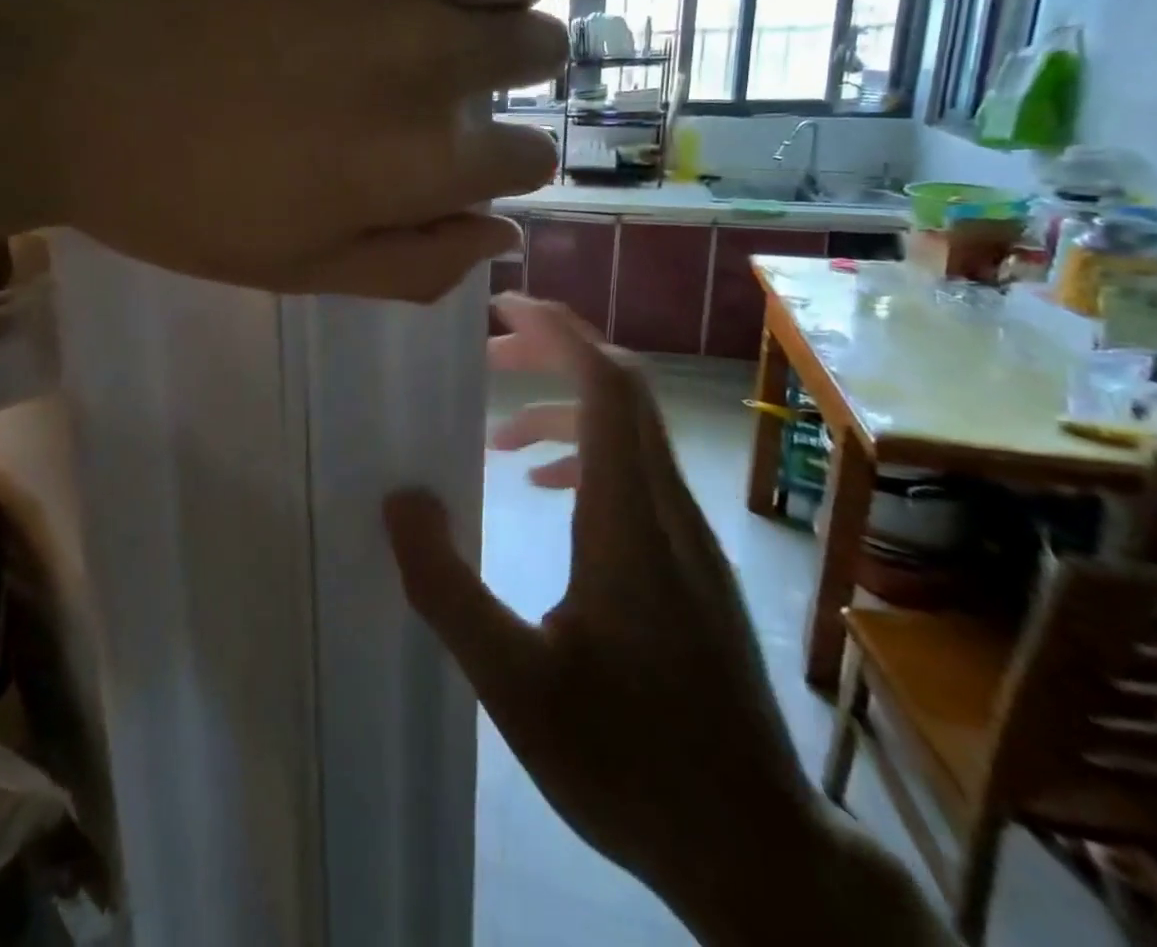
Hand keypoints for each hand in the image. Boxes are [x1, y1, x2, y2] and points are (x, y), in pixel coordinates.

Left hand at [0, 0, 564, 299]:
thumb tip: (504, 235)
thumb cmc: (161, 191)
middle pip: (536, 51)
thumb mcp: (287, 268)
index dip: (511, 159)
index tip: (481, 151)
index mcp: (415, 163)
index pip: (525, 159)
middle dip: (514, 69)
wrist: (39, 74)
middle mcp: (432, 56)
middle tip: (458, 67)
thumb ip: (408, 264)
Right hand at [385, 295, 826, 941]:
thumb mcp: (513, 683)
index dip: (559, 331)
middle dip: (554, 354)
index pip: (607, 384)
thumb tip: (400, 498)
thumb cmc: (630, 763)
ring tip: (499, 438)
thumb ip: (447, 587)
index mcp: (629, 520)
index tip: (503, 307)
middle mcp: (667, 509)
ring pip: (632, 432)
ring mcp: (689, 536)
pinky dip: (587, 456)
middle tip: (486, 357)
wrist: (756, 850)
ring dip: (565, 409)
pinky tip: (549, 495)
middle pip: (623, 390)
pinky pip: (637, 475)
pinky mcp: (692, 564)